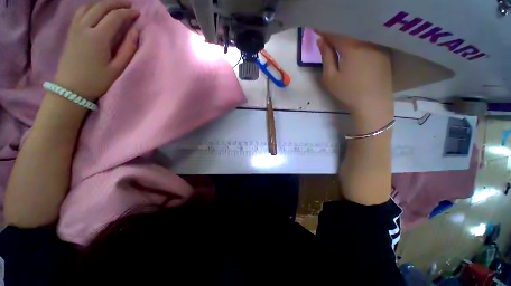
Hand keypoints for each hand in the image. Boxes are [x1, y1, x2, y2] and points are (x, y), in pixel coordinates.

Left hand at [54, 1, 139, 101]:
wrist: (70, 89)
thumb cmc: (97, 81)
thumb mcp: (117, 68)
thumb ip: (128, 49)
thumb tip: (135, 32)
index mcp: (98, 38)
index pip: (115, 17)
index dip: (128, 13)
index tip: (138, 13)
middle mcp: (85, 28)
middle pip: (101, 7)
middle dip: (117, 3)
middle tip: (129, 5)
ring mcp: (75, 28)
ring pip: (89, 6)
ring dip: (103, 3)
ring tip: (114, 6)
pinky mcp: (71, 32)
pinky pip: (80, 12)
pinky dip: (91, 7)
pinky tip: (97, 10)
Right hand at [317, 33, 392, 117]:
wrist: (373, 104)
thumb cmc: (347, 92)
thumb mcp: (330, 77)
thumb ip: (326, 57)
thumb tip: (321, 41)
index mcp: (351, 46)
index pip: (334, 32)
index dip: (324, 29)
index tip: (315, 26)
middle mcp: (367, 41)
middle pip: (348, 30)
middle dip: (335, 29)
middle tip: (325, 30)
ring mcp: (378, 45)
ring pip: (359, 33)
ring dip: (347, 33)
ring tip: (337, 34)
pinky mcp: (384, 52)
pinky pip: (368, 39)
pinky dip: (357, 38)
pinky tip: (352, 41)